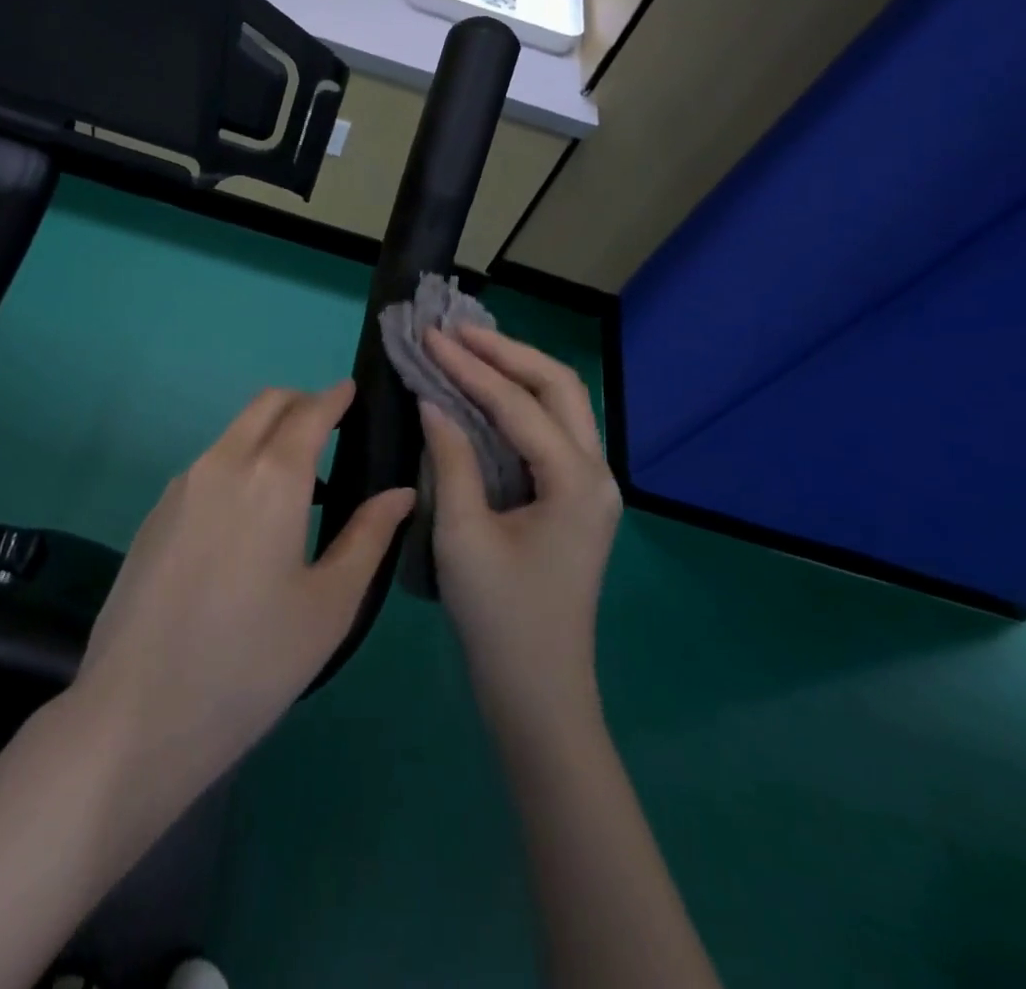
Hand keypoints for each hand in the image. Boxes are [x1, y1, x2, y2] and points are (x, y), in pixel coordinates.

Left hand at [73, 380, 413, 813]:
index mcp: (271, 477)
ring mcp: (181, 485)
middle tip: (331, 428)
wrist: (137, 713)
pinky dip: (239, 462)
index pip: (309, 411)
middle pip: (265, 405)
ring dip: (268, 434)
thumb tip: (401, 492)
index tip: (353, 393)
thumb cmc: (251, 661)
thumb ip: (368, 537)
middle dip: (301, 403)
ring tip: (298, 481)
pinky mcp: (154, 513)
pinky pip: (207, 466)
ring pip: (233, 432)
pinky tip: (249, 517)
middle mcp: (222, 463)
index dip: (335, 397)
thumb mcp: (328, 604)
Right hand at [420, 327, 622, 732]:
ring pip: (561, 404)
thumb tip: (433, 402)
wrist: (539, 692)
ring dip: (517, 371)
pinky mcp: (576, 499)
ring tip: (469, 349)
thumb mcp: (463, 535)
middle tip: (455, 333)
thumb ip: (451, 459)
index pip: (516, 403)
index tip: (429, 337)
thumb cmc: (499, 618)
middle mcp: (596, 472)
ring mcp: (592, 486)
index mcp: (574, 480)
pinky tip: (486, 394)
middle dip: (506, 352)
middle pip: (558, 386)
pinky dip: (520, 402)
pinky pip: (552, 431)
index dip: (469, 367)